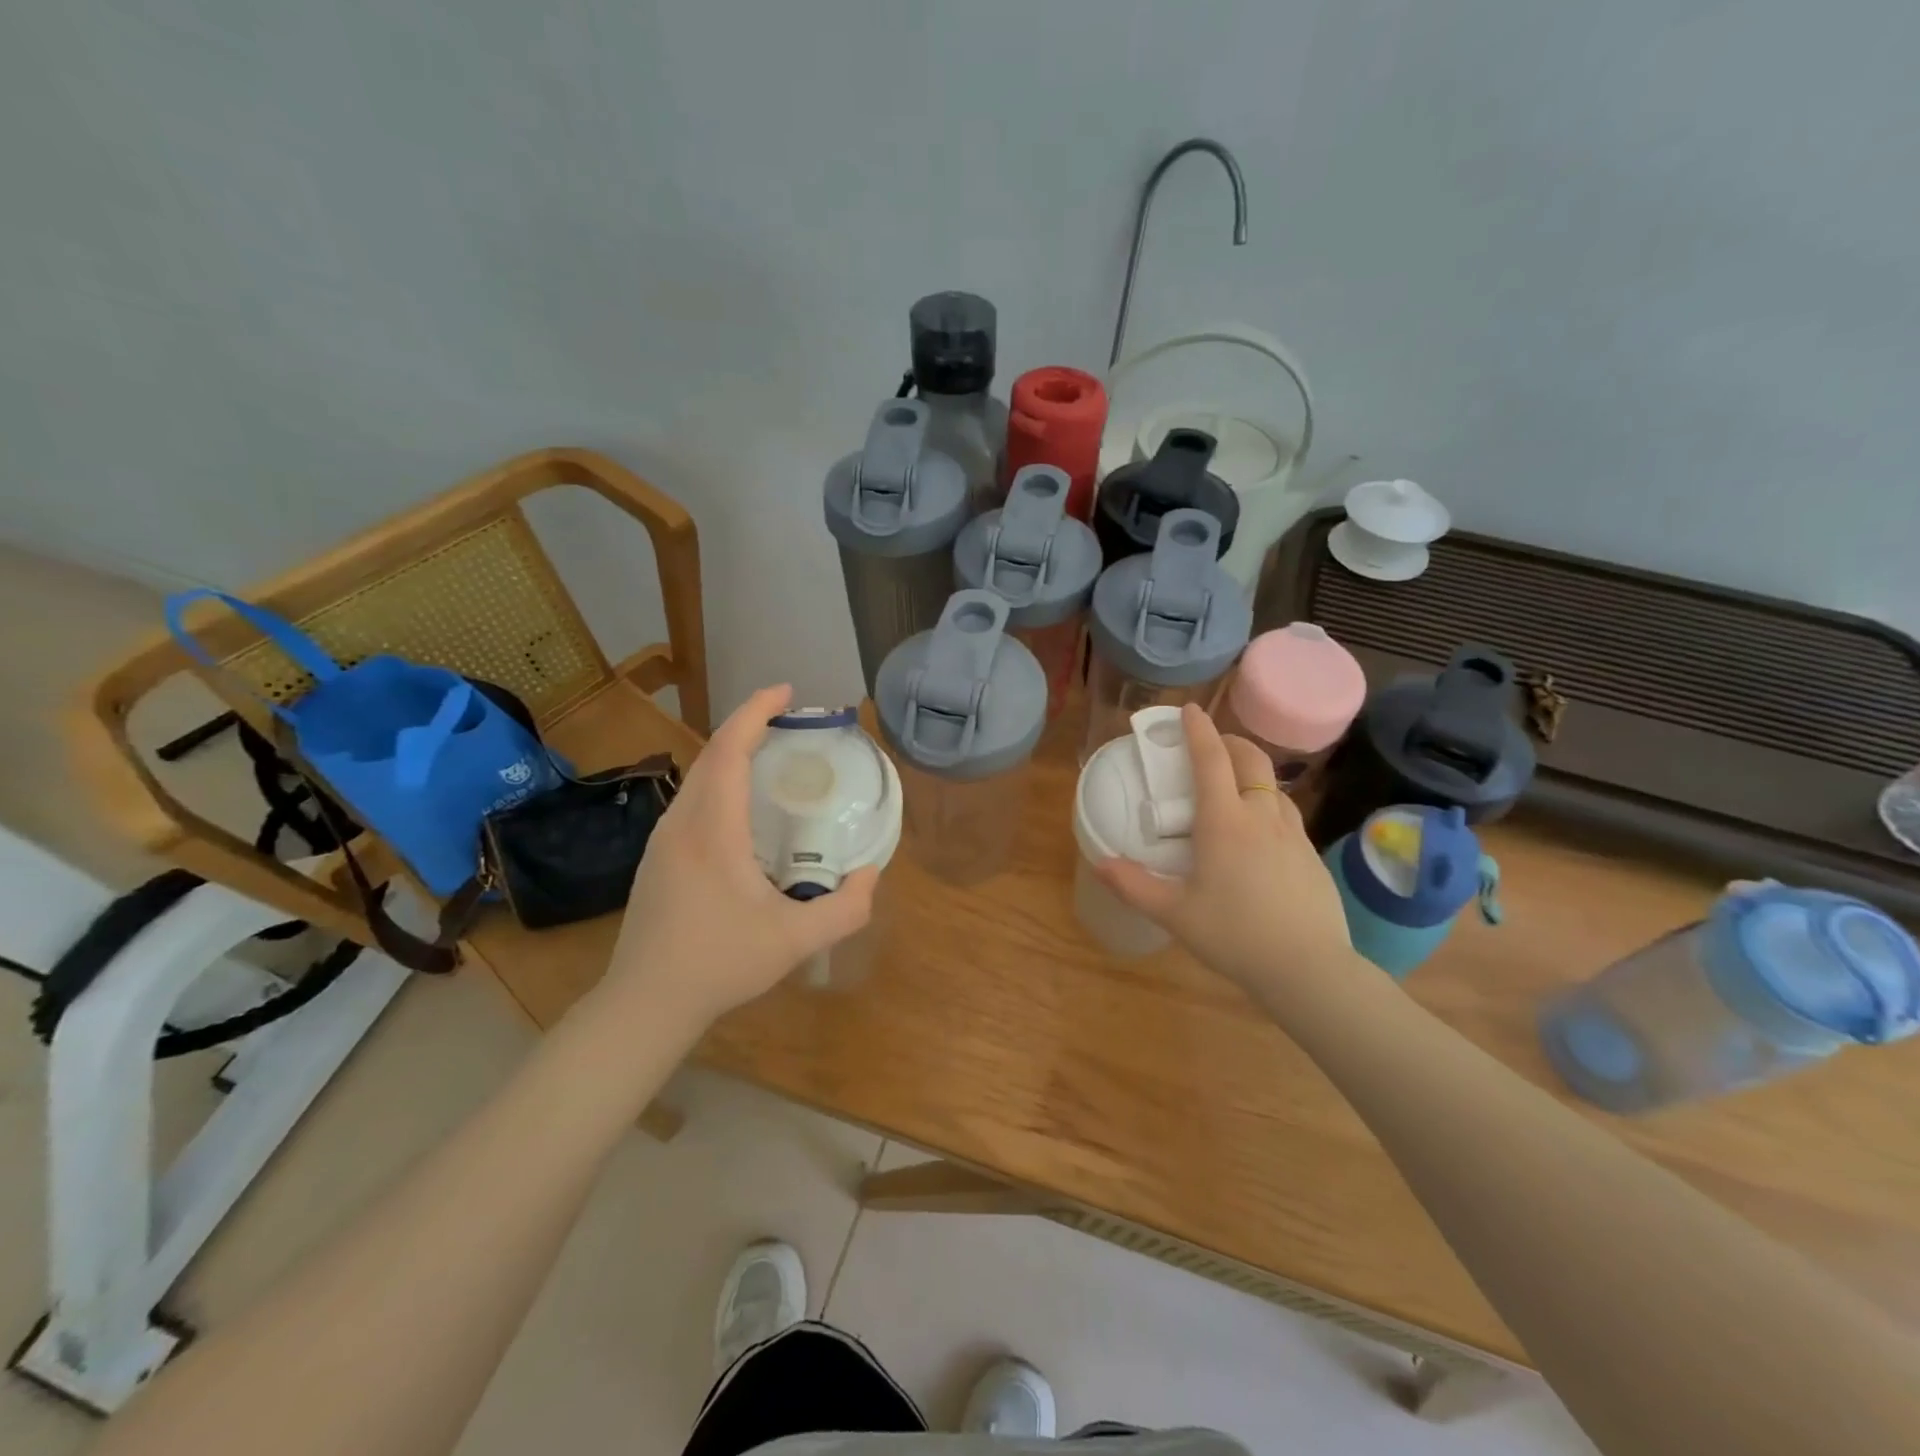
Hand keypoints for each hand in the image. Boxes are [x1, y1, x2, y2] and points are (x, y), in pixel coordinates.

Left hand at [601, 685, 877, 1030]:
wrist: (644, 1002)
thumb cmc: (719, 965)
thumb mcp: (795, 942)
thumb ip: (845, 910)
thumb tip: (870, 875)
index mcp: (713, 831)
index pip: (729, 751)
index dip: (756, 712)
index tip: (786, 692)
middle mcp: (682, 823)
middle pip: (711, 754)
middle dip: (748, 724)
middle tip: (790, 720)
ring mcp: (663, 839)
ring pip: (698, 776)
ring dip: (732, 752)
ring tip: (771, 754)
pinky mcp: (657, 857)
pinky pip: (691, 798)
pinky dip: (719, 779)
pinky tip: (742, 806)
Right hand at [1095, 703, 1355, 999]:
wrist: (1308, 969)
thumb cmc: (1234, 935)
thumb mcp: (1174, 914)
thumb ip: (1134, 886)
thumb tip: (1099, 862)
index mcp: (1224, 821)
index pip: (1211, 759)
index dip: (1198, 730)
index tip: (1188, 710)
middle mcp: (1261, 816)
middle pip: (1251, 759)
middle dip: (1230, 742)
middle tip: (1211, 745)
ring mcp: (1293, 834)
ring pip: (1273, 785)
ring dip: (1252, 772)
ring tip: (1233, 788)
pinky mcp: (1311, 855)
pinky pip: (1286, 814)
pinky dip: (1268, 804)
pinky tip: (1259, 833)